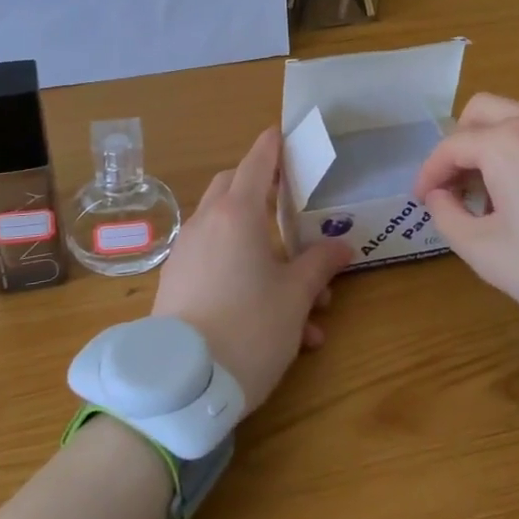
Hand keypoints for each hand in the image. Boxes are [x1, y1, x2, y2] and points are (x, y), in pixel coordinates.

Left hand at [152, 127, 355, 414]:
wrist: (183, 386)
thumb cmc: (249, 328)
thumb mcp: (295, 297)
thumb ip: (319, 264)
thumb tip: (341, 246)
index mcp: (237, 214)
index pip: (257, 161)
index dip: (273, 145)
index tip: (284, 132)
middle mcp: (207, 223)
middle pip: (235, 188)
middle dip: (266, 193)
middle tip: (295, 211)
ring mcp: (187, 252)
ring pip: (229, 232)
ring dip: (266, 252)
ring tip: (311, 305)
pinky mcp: (177, 283)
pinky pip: (216, 264)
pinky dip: (245, 277)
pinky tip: (279, 326)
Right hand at [412, 94, 518, 357]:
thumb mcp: (489, 256)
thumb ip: (447, 217)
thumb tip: (440, 195)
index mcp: (509, 144)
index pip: (450, 145)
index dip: (428, 173)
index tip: (423, 200)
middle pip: (485, 111)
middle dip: (461, 143)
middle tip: (459, 185)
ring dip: (502, 149)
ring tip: (507, 199)